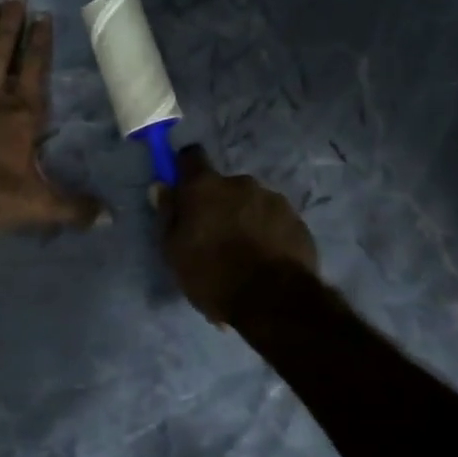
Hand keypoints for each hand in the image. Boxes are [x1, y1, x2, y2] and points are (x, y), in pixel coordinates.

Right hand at [155, 145, 318, 323]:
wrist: (273, 299)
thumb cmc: (212, 275)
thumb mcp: (175, 251)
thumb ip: (168, 214)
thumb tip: (161, 186)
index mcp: (205, 186)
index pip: (191, 156)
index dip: (186, 169)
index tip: (185, 189)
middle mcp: (240, 182)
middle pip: (224, 185)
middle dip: (220, 204)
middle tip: (217, 237)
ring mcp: (272, 199)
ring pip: (252, 203)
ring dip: (246, 219)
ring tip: (245, 255)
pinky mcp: (296, 219)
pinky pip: (275, 220)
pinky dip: (269, 233)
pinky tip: (266, 260)